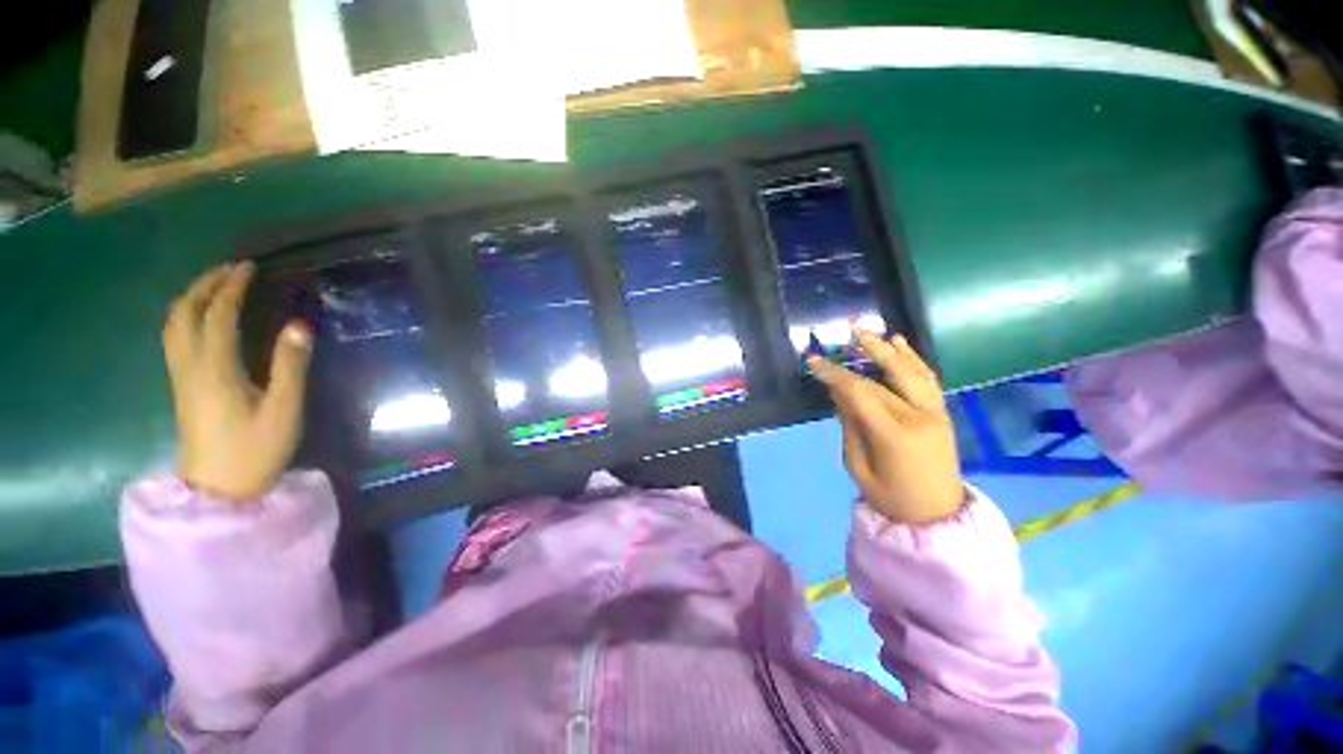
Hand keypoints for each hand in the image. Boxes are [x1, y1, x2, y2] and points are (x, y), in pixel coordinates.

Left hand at [163, 262, 312, 501]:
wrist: (217, 489)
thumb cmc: (255, 450)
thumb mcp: (283, 410)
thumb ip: (290, 366)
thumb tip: (299, 326)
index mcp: (215, 369)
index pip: (217, 315)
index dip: (232, 287)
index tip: (250, 267)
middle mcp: (190, 366)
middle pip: (185, 313)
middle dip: (205, 285)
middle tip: (232, 270)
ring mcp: (181, 376)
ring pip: (174, 324)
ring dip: (192, 298)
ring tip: (216, 286)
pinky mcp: (182, 386)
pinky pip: (176, 338)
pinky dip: (187, 316)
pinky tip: (203, 318)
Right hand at [807, 329, 963, 524]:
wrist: (936, 515)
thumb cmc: (890, 496)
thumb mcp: (858, 467)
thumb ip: (850, 426)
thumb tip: (839, 393)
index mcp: (894, 435)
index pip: (860, 393)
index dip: (834, 374)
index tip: (813, 362)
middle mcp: (919, 417)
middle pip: (884, 378)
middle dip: (862, 353)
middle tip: (846, 332)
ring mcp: (935, 412)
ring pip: (911, 371)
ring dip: (890, 348)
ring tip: (870, 332)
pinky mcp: (942, 412)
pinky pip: (928, 379)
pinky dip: (913, 359)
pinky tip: (901, 343)